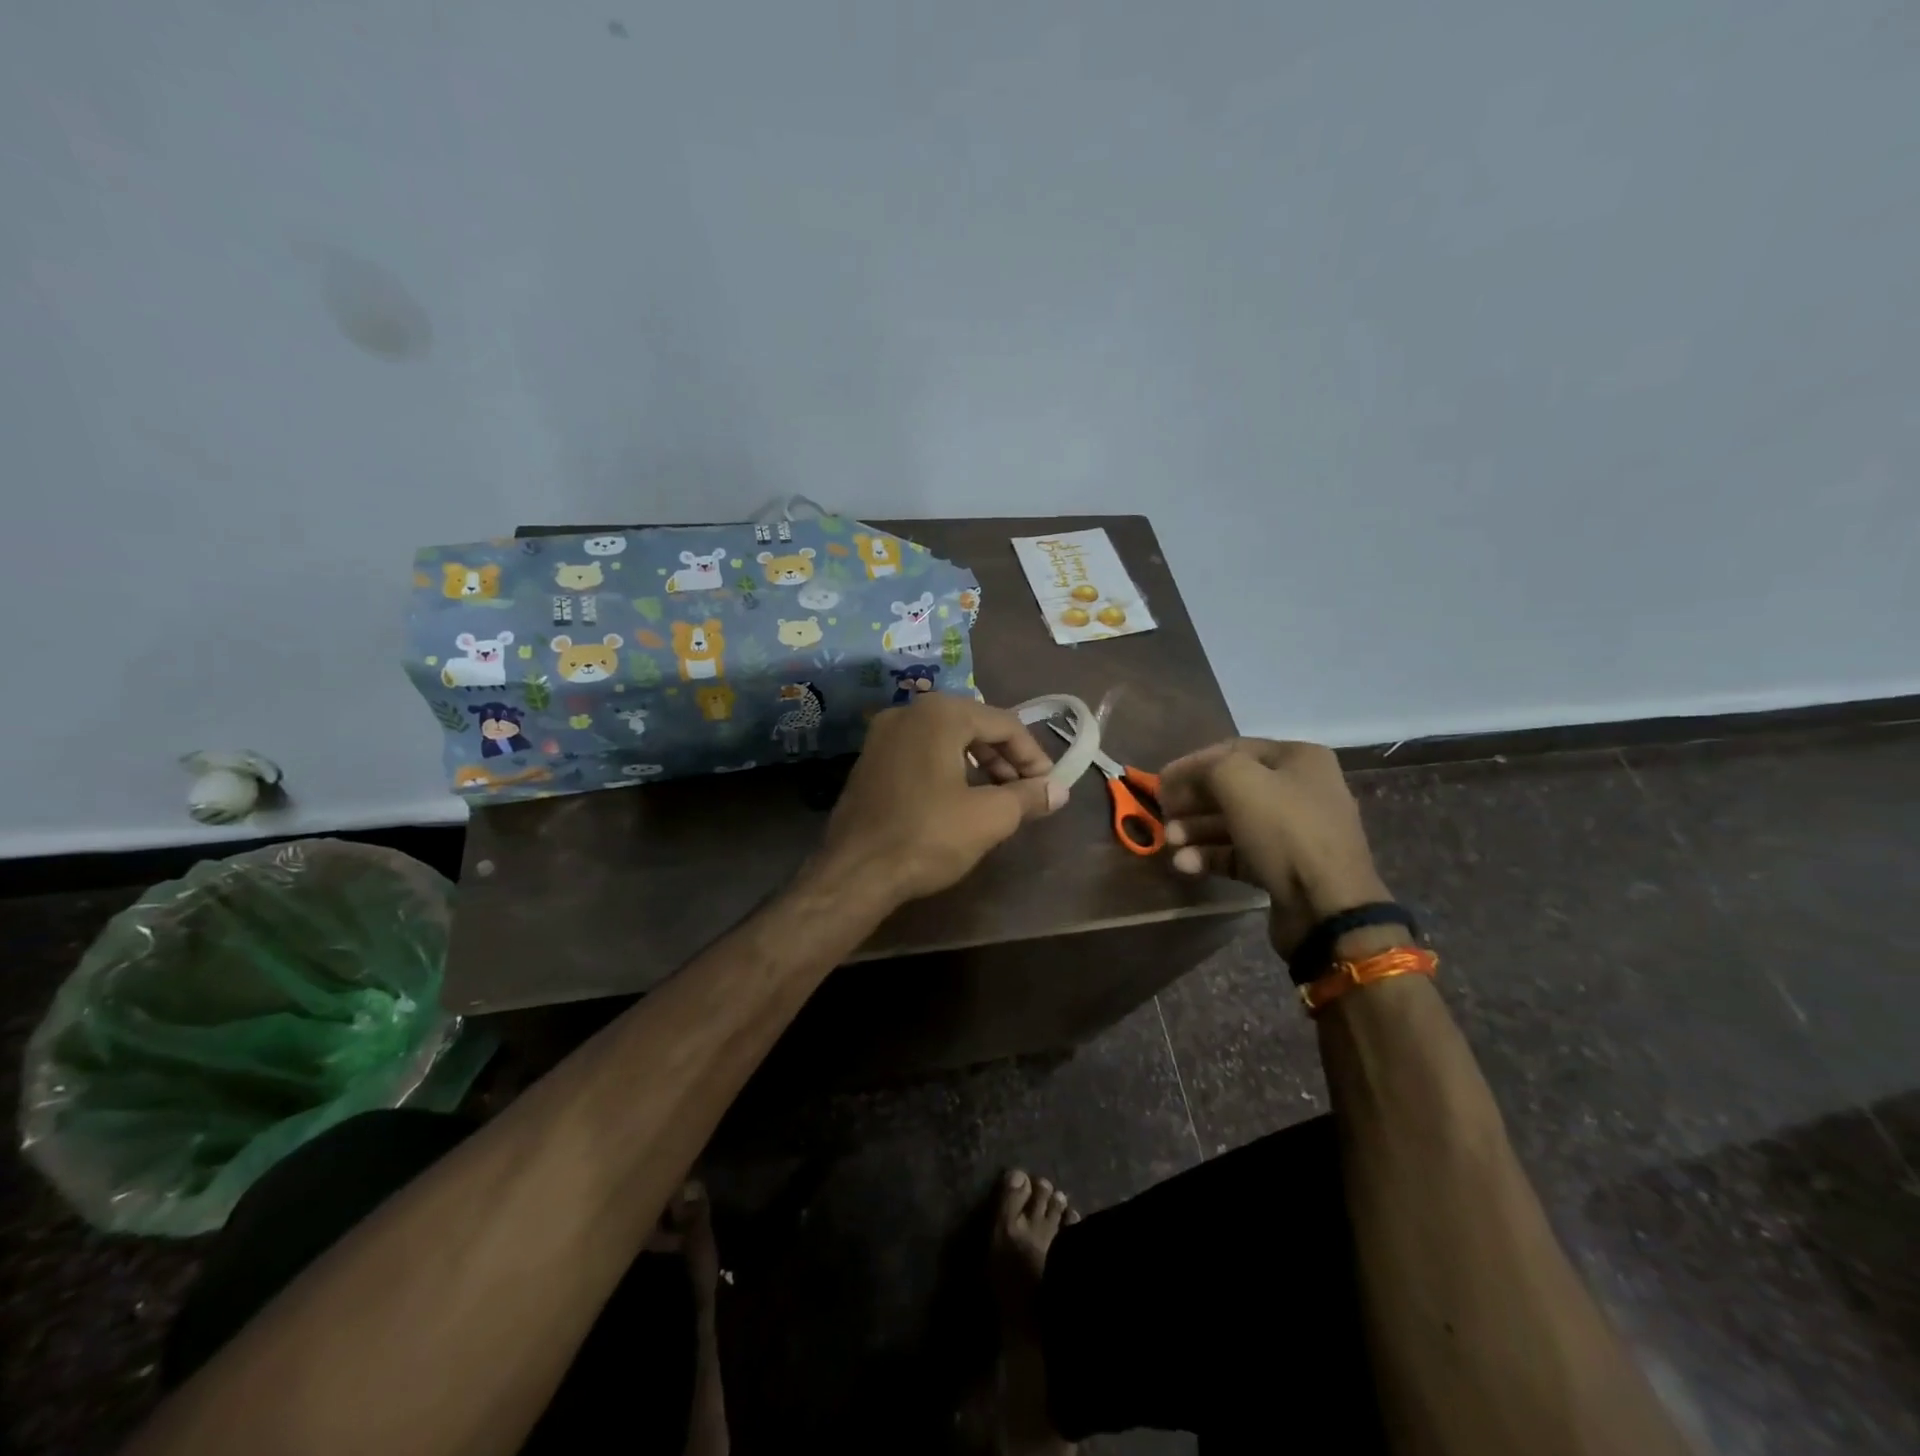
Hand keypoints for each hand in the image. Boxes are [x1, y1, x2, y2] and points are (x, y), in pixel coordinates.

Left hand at [816, 694, 1066, 903]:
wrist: (855, 872)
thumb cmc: (927, 836)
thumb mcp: (989, 817)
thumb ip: (1028, 796)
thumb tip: (1058, 790)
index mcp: (940, 714)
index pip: (1004, 723)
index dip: (1033, 754)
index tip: (1048, 785)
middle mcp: (908, 712)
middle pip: (974, 725)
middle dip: (1005, 758)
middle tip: (1025, 791)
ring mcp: (883, 735)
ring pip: (946, 739)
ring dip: (979, 764)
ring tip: (998, 798)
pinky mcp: (870, 760)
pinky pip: (921, 752)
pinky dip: (948, 768)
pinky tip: (960, 799)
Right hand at [1158, 739, 1391, 956]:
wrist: (1327, 905)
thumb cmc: (1284, 830)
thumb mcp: (1237, 781)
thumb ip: (1204, 768)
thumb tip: (1181, 778)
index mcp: (1299, 759)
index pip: (1233, 750)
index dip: (1192, 764)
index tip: (1160, 782)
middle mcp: (1300, 790)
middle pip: (1232, 788)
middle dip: (1192, 801)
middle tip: (1162, 814)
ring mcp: (1294, 832)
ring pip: (1233, 823)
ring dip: (1196, 831)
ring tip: (1170, 843)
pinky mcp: (1284, 868)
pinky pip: (1240, 854)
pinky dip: (1210, 857)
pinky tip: (1185, 865)